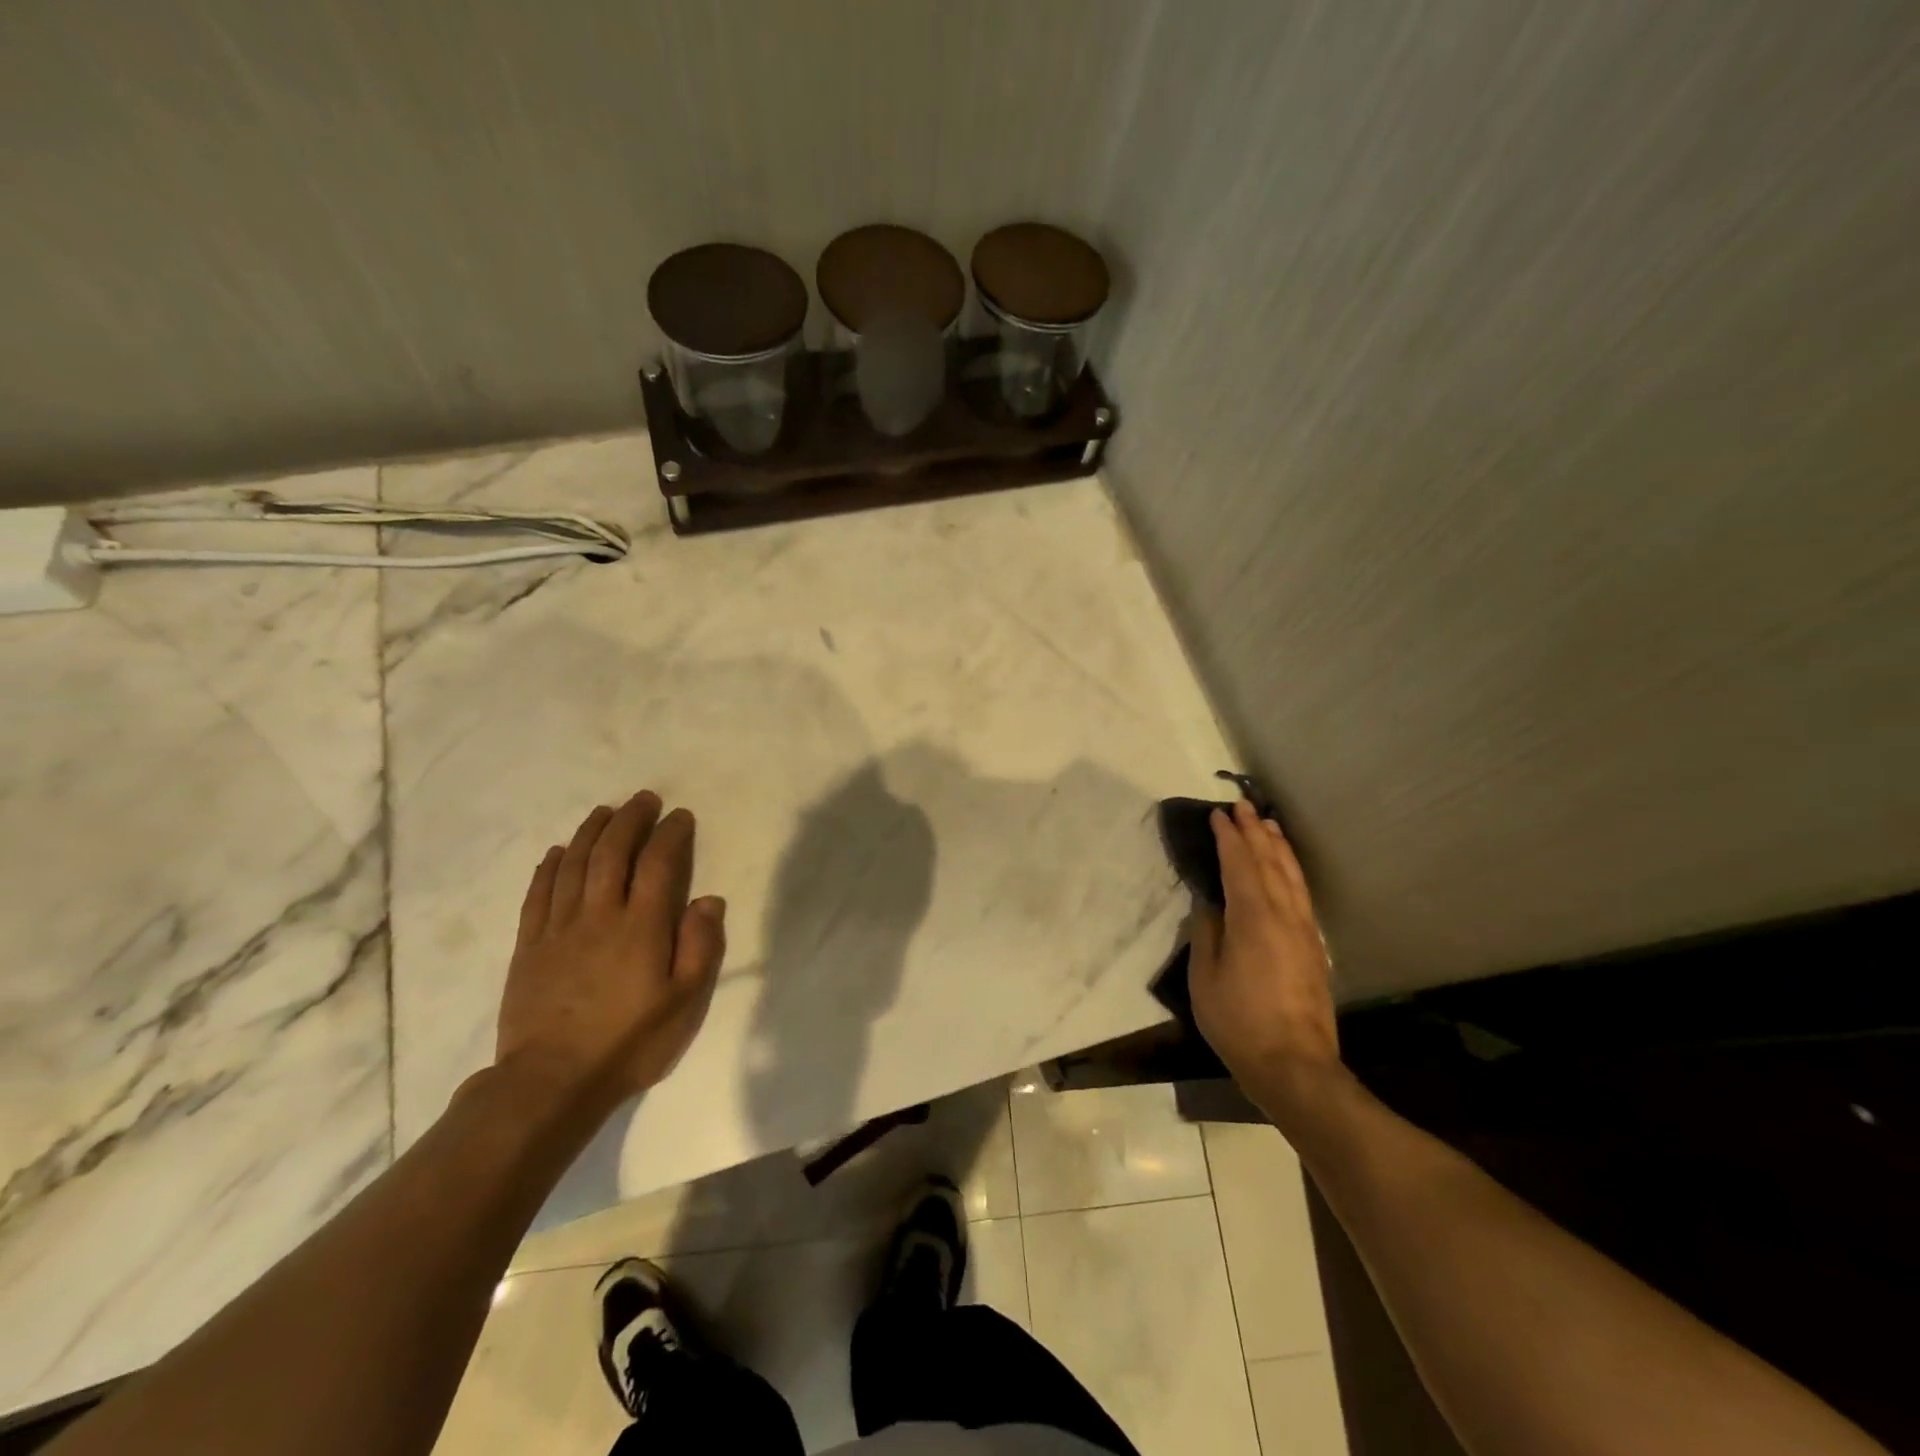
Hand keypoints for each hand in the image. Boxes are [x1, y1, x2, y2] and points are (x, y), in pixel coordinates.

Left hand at [495, 791, 725, 1115]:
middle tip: (644, 799)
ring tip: (605, 811)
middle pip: (613, 852)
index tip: (680, 816)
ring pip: (575, 864)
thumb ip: (699, 947)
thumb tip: (709, 900)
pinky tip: (559, 851)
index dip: (671, 834)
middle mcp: (599, 915)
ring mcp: (559, 928)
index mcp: (641, 927)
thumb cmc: (629, 1042)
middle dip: (630, 819)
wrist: (551, 1082)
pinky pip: (538, 894)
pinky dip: (551, 866)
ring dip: (592, 832)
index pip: (658, 864)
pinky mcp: (529, 946)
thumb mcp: (684, 1002)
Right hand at [1189, 800, 1341, 1107]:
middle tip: (1244, 807)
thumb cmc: (1239, 1022)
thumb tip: (1210, 902)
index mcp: (1253, 918)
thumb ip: (1207, 933)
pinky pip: (1302, 895)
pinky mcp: (1315, 948)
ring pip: (1292, 877)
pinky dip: (1293, 872)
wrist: (1295, 1066)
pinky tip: (1288, 870)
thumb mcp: (1205, 977)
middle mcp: (1283, 916)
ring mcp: (1304, 931)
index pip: (1239, 865)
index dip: (1229, 838)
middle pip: (1270, 863)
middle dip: (1256, 832)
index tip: (1218, 814)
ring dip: (1279, 848)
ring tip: (1270, 825)